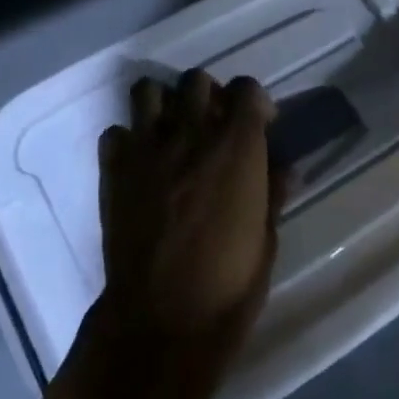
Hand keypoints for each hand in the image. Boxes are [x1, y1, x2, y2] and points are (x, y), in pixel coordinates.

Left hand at [87, 70, 280, 398]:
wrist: (163, 319)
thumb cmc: (229, 285)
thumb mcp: (267, 239)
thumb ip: (272, 193)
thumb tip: (284, 167)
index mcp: (236, 146)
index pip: (247, 88)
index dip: (254, 100)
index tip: (258, 123)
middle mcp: (190, 133)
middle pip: (197, 80)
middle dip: (208, 95)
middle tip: (212, 124)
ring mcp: (147, 147)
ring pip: (148, 91)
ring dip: (163, 104)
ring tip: (171, 131)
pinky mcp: (114, 168)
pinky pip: (116, 133)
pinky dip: (127, 141)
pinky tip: (138, 164)